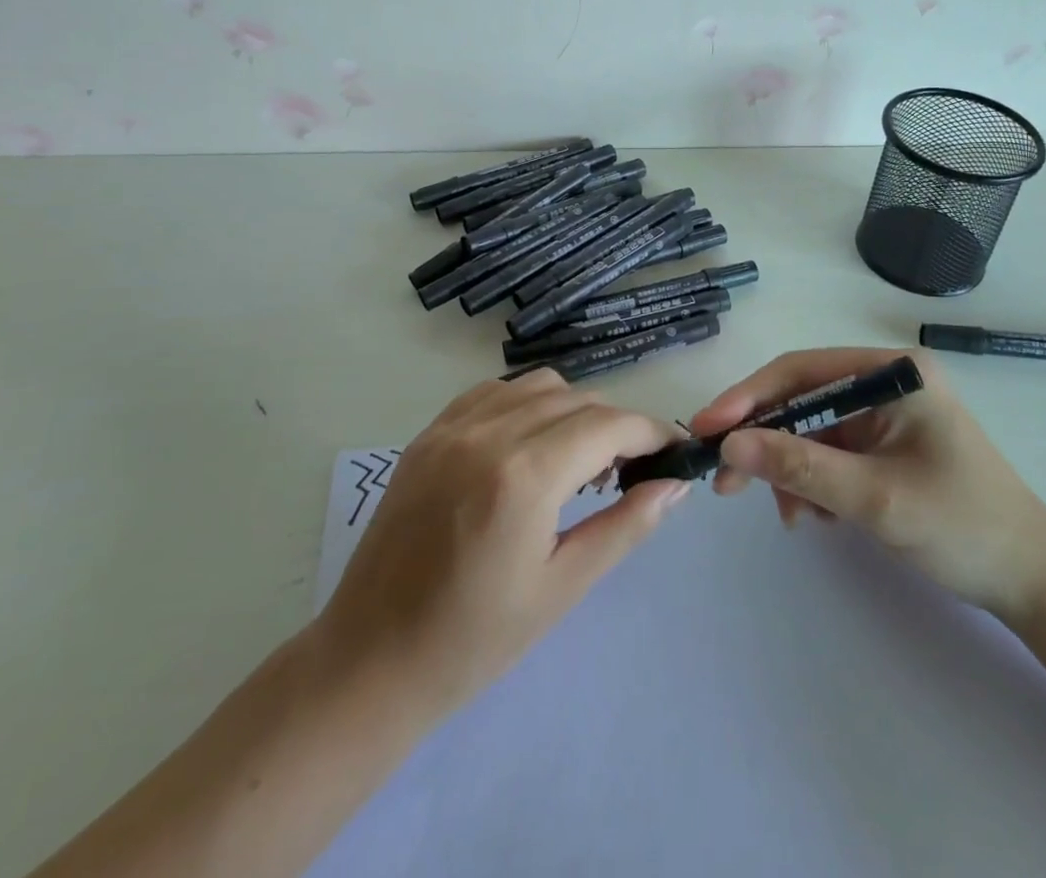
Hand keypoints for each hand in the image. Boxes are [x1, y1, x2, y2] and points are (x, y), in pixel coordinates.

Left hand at [314, 369, 688, 721]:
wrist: (370, 660)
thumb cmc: (473, 640)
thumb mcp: (563, 587)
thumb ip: (626, 526)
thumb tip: (674, 485)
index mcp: (524, 476)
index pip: (609, 425)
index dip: (650, 431)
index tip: (673, 451)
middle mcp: (488, 434)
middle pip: (579, 400)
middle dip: (617, 426)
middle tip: (630, 470)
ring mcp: (452, 427)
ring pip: (538, 386)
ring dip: (574, 410)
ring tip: (579, 459)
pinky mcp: (429, 433)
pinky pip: (494, 392)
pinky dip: (527, 404)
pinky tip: (529, 445)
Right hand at [693, 348, 1045, 621]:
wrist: (1035, 585)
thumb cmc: (963, 527)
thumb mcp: (874, 498)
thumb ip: (800, 467)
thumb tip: (730, 444)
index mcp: (893, 372)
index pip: (802, 370)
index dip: (750, 396)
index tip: (708, 427)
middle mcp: (886, 383)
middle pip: (803, 399)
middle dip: (765, 440)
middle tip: (724, 481)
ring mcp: (885, 416)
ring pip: (811, 431)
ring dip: (789, 470)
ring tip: (788, 515)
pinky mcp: (885, 447)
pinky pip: (829, 454)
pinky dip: (812, 482)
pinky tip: (815, 516)